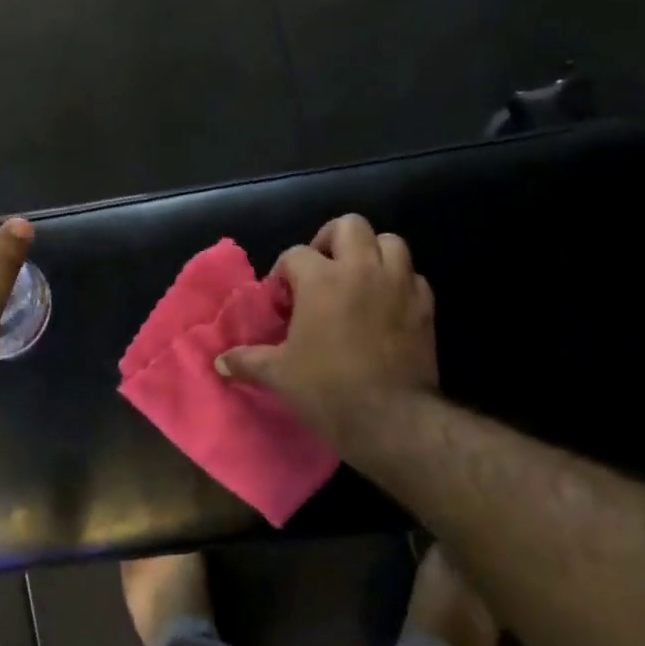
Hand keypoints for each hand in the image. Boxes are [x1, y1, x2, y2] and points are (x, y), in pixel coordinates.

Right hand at [216, 214, 436, 450]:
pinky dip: (398, 282)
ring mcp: (399, 285)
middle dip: (331, 241)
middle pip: (350, 226)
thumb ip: (246, 361)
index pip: (295, 255)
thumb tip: (219, 362)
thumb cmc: (327, 390)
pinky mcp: (425, 307)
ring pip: (389, 242)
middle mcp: (362, 270)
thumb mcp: (277, 375)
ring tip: (356, 280)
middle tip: (320, 271)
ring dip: (371, 254)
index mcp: (322, 279)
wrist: (392, 419)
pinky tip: (384, 306)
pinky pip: (412, 277)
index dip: (283, 274)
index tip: (281, 302)